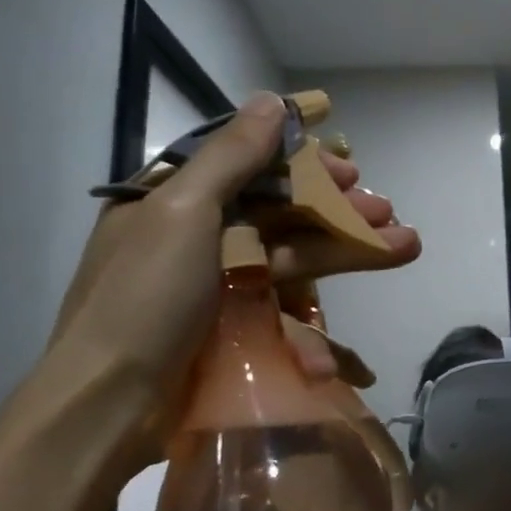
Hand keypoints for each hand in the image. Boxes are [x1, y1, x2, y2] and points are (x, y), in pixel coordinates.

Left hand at [48, 94, 415, 473]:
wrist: (106, 411)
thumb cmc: (143, 299)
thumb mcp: (183, 213)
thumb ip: (232, 156)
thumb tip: (272, 100)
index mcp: (176, 199)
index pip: (250, 163)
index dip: (304, 160)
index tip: (349, 165)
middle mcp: (197, 236)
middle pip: (281, 212)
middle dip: (338, 211)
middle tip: (387, 212)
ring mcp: (217, 286)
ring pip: (292, 258)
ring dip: (346, 252)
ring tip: (403, 247)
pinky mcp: (231, 330)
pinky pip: (282, 315)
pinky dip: (313, 332)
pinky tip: (344, 352)